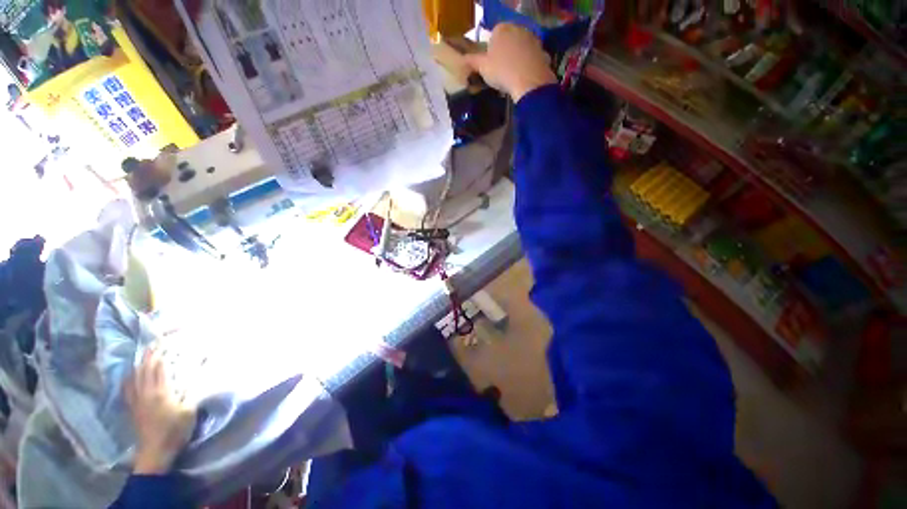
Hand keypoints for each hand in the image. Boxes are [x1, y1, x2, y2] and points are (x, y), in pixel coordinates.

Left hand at [126, 347, 197, 474]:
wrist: (155, 453)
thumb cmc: (175, 431)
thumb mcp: (189, 410)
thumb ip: (192, 390)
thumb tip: (197, 373)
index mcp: (160, 392)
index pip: (158, 367)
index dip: (161, 353)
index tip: (165, 341)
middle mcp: (145, 392)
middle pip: (144, 369)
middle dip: (149, 355)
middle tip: (154, 343)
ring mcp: (136, 400)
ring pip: (134, 377)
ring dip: (139, 364)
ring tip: (143, 355)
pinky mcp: (132, 408)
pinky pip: (128, 388)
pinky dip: (130, 377)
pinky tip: (131, 376)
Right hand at [464, 23, 556, 101]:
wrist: (529, 82)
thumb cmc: (502, 71)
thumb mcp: (482, 67)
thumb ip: (472, 61)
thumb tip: (462, 59)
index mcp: (501, 29)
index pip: (493, 35)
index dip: (491, 51)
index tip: (490, 65)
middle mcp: (518, 28)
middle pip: (508, 40)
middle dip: (504, 53)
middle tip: (500, 72)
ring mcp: (532, 39)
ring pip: (520, 49)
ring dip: (516, 59)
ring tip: (512, 77)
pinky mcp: (542, 51)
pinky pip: (531, 58)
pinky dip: (527, 66)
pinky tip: (524, 78)